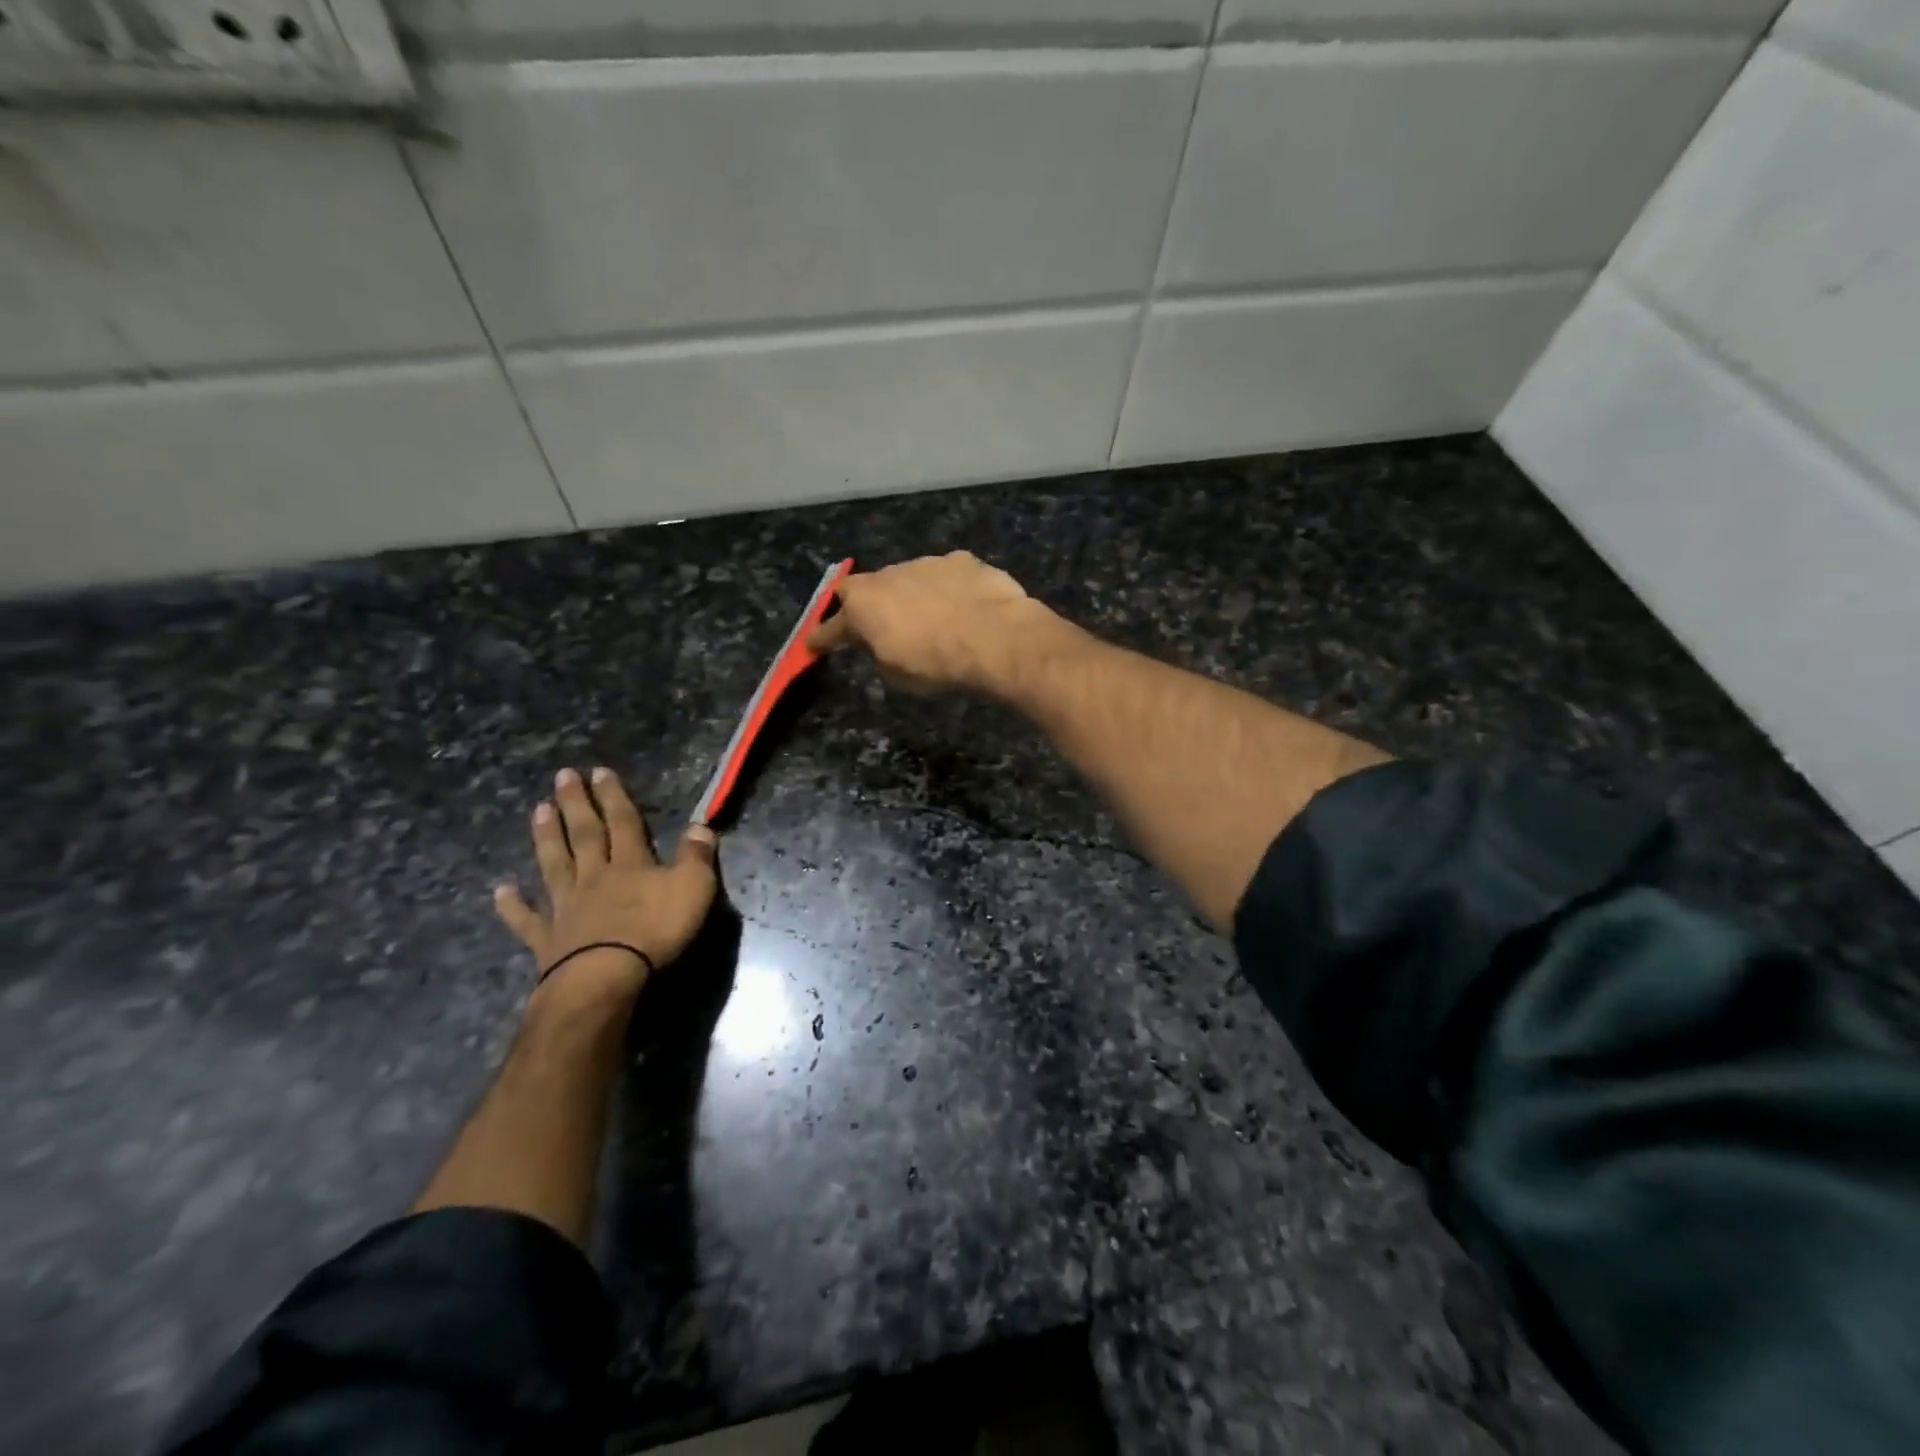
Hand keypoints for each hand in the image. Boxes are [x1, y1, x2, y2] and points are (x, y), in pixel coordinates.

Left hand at [494, 767, 718, 1003]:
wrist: (606, 978)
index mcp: (631, 864)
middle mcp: (595, 877)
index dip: (614, 796)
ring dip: (546, 837)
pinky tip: (501, 890)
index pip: (623, 822)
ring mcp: (566, 907)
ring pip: (555, 864)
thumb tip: (701, 826)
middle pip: (585, 835)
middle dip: (576, 804)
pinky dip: (513, 906)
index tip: (600, 770)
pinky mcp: (548, 941)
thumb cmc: (655, 931)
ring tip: (537, 810)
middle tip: (562, 777)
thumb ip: (697, 856)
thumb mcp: (693, 888)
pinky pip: (527, 919)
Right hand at [808, 551, 1048, 694]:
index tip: (814, 646)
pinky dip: (946, 589)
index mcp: (863, 606)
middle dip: (867, 606)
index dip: (824, 638)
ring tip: (927, 617)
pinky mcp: (961, 560)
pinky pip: (945, 575)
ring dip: (910, 594)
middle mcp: (887, 576)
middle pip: (866, 589)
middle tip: (876, 624)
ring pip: (907, 577)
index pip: (833, 626)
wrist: (994, 636)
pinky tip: (961, 605)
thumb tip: (879, 642)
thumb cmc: (936, 663)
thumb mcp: (896, 673)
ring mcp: (925, 563)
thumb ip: (878, 652)